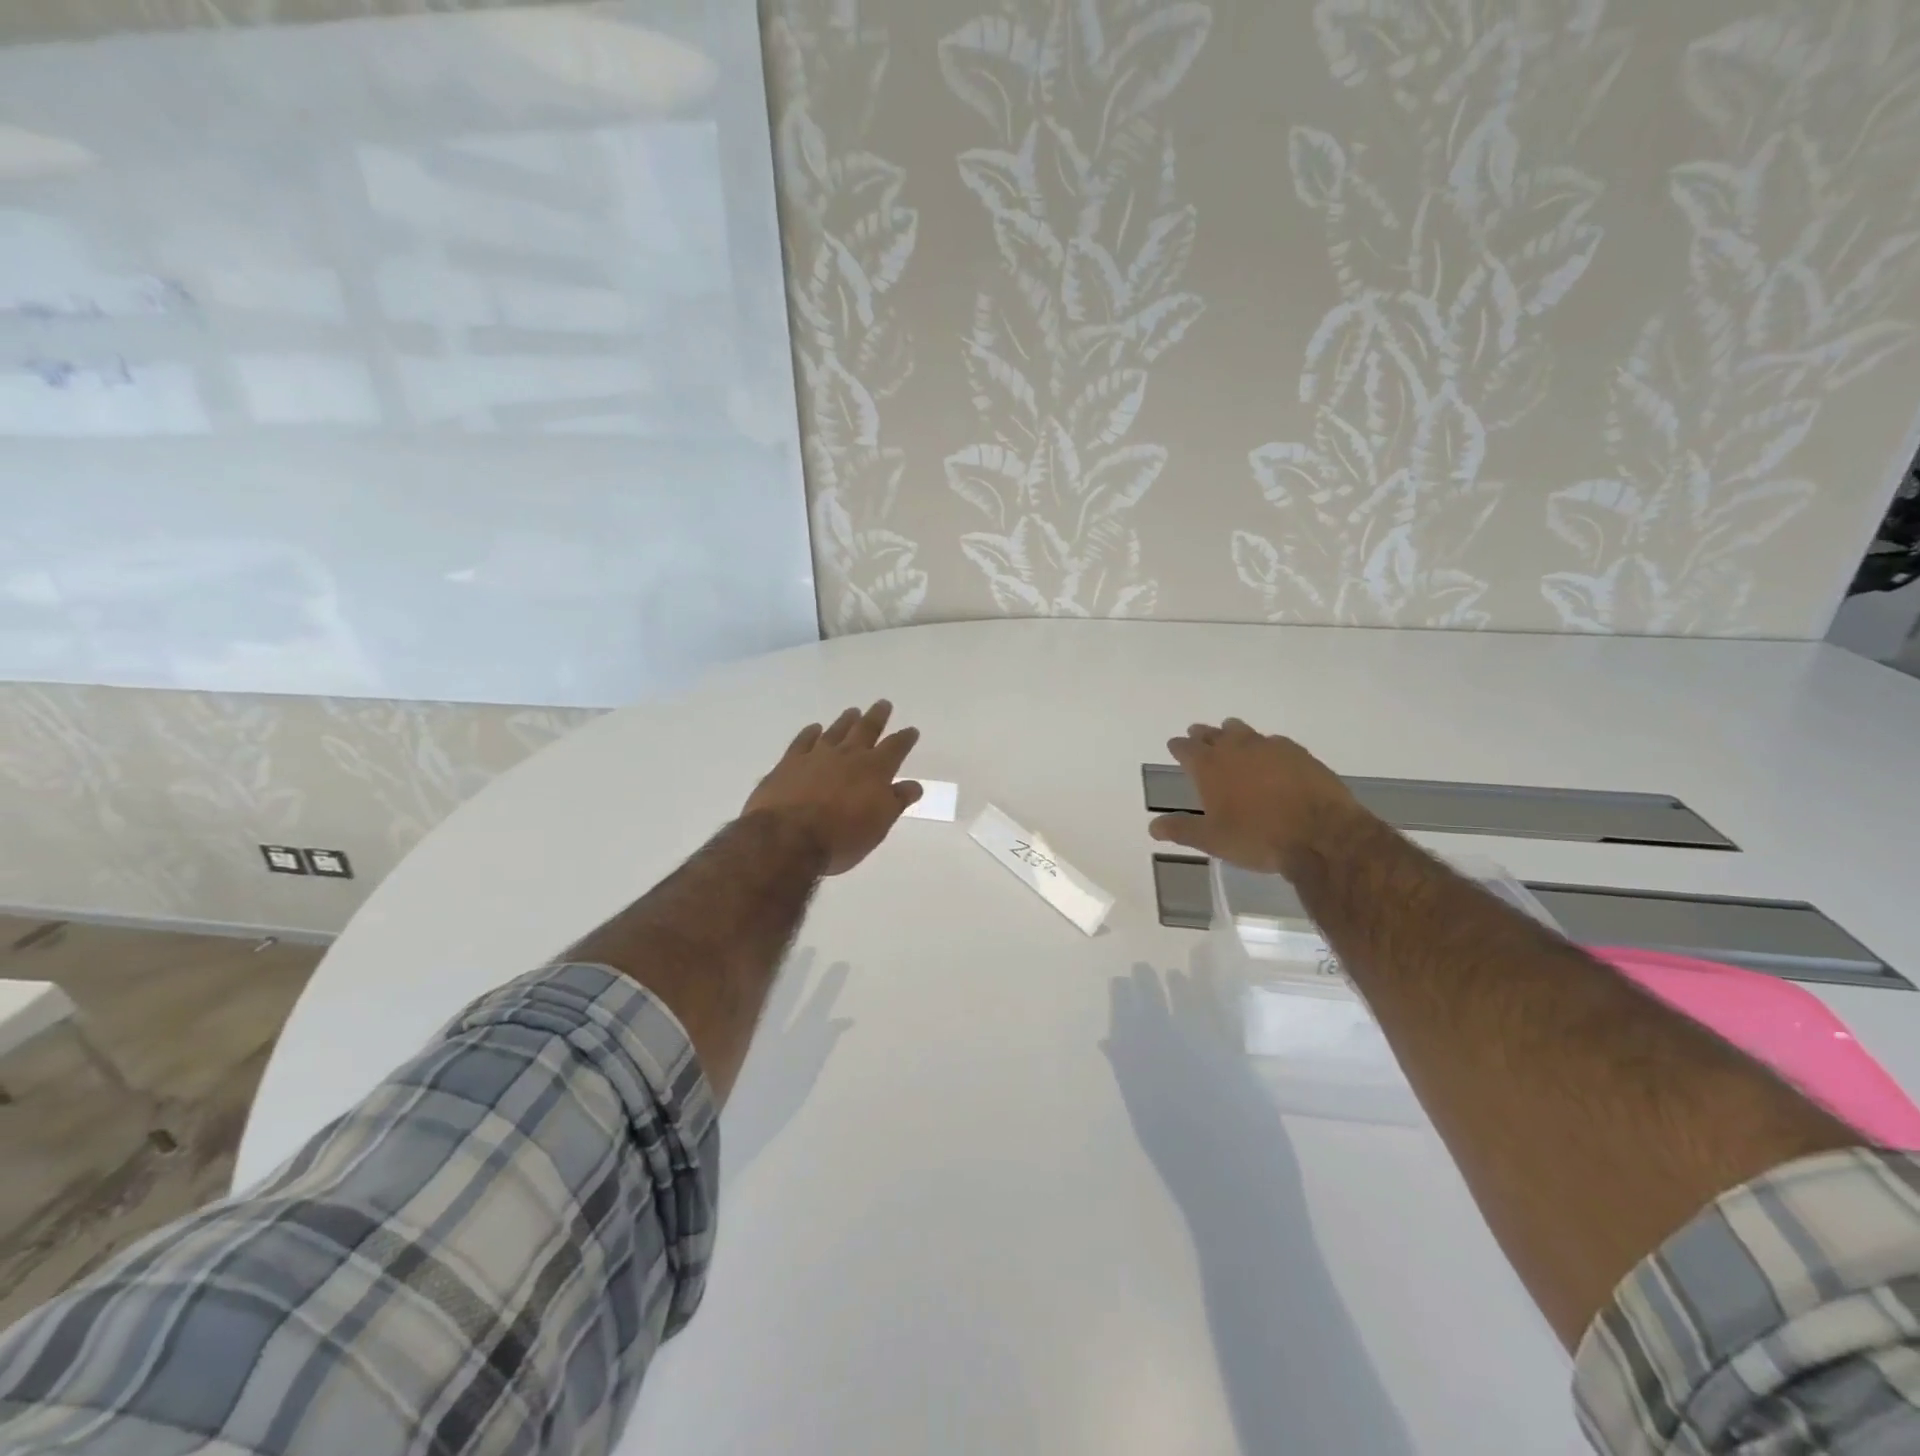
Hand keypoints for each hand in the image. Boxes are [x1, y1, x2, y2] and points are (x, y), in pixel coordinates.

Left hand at [742, 701, 921, 875]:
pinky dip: (810, 733)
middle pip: (866, 730)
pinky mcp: (789, 763)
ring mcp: (816, 756)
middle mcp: (848, 755)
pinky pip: (803, 741)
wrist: (787, 838)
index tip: (911, 730)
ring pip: (836, 731)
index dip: (905, 738)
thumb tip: (914, 785)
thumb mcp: (879, 826)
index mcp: (875, 770)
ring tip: (853, 711)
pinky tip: (814, 728)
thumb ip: (896, 802)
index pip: (895, 748)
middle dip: (877, 717)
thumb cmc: (842, 837)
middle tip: (883, 704)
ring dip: (846, 721)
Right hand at [1148, 718, 1366, 875]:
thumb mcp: (1212, 840)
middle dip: (1202, 735)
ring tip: (1230, 735)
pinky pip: (1274, 741)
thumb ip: (1181, 829)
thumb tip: (1152, 826)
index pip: (1186, 748)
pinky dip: (1265, 745)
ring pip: (1243, 731)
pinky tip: (1269, 754)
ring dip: (1233, 733)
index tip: (1175, 746)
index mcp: (1209, 767)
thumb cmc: (1257, 838)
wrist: (1320, 834)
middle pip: (1213, 733)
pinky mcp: (1298, 752)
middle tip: (1197, 735)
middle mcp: (1236, 748)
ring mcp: (1269, 747)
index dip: (1178, 747)